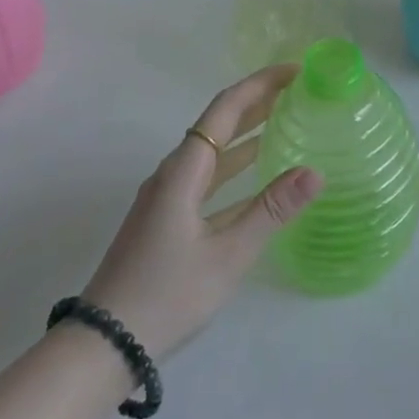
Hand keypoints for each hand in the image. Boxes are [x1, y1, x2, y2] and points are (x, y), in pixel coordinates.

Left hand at [80, 65, 322, 358]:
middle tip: (298, 90)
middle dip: (258, 102)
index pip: (225, 109)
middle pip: (219, 124)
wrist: (102, 347)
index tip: (295, 71)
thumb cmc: (167, 296)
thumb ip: (271, 210)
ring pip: (214, 152)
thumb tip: (316, 171)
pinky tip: (259, 176)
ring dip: (248, 132)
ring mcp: (167, 197)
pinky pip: (208, 177)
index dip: (260, 84)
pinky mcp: (166, 220)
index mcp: (184, 171)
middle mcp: (173, 174)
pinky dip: (236, 167)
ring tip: (286, 121)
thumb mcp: (228, 255)